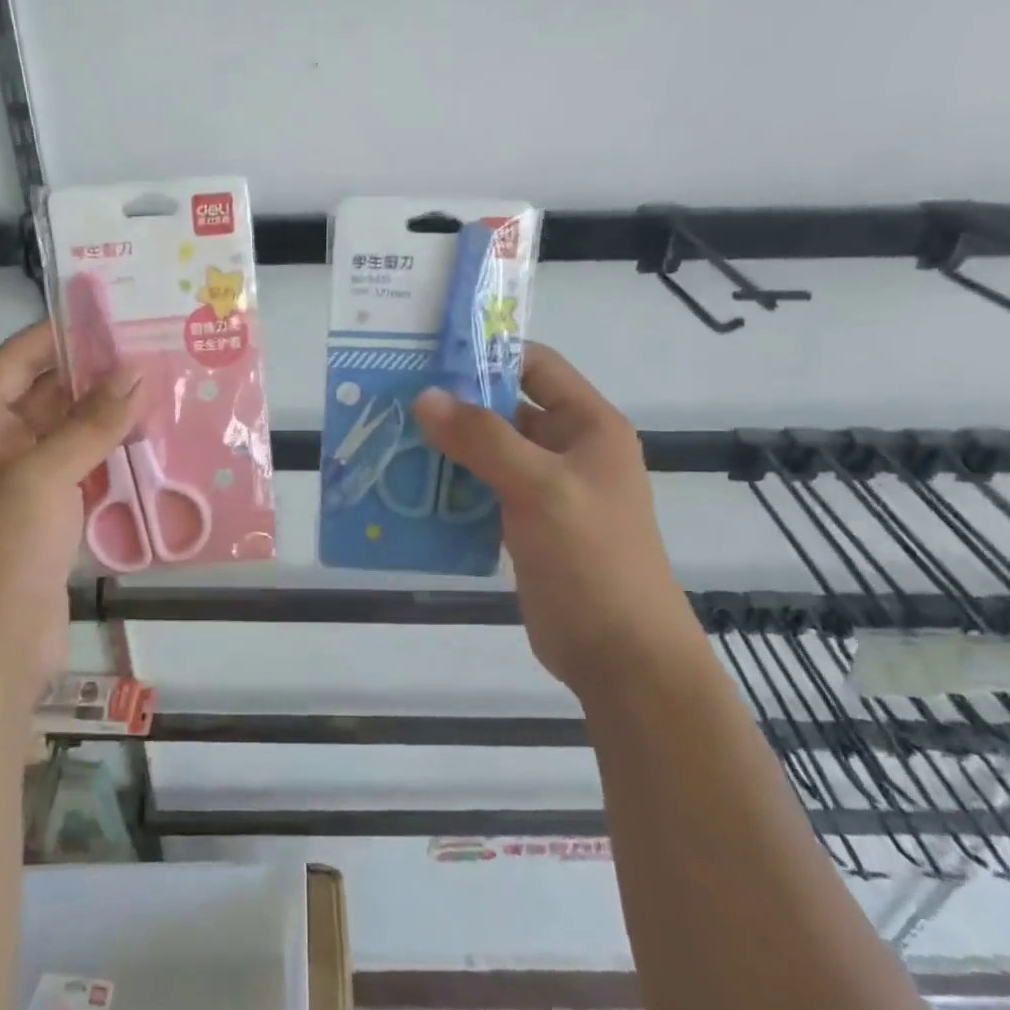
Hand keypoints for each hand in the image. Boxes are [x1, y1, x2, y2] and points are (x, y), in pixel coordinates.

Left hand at [0, 323, 141, 708]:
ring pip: (72, 436)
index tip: (118, 318)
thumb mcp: (42, 477)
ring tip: (166, 391)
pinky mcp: (50, 519)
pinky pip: (85, 474)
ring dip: (111, 418)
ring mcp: (24, 486)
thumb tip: (137, 371)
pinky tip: (156, 445)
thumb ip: (91, 423)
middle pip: (48, 396)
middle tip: (156, 352)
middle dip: (98, 376)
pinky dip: (114, 459)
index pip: (19, 360)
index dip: (64, 335)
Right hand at [412, 344, 694, 695]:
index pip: (535, 366)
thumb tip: (424, 397)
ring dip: (444, 448)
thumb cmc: (592, 559)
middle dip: (453, 404)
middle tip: (393, 397)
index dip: (487, 354)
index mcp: (587, 426)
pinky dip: (448, 487)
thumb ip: (483, 439)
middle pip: (505, 409)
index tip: (428, 354)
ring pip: (487, 452)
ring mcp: (544, 490)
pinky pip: (480, 491)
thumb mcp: (541, 488)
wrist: (620, 656)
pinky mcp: (523, 525)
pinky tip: (407, 488)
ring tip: (389, 439)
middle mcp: (566, 450)